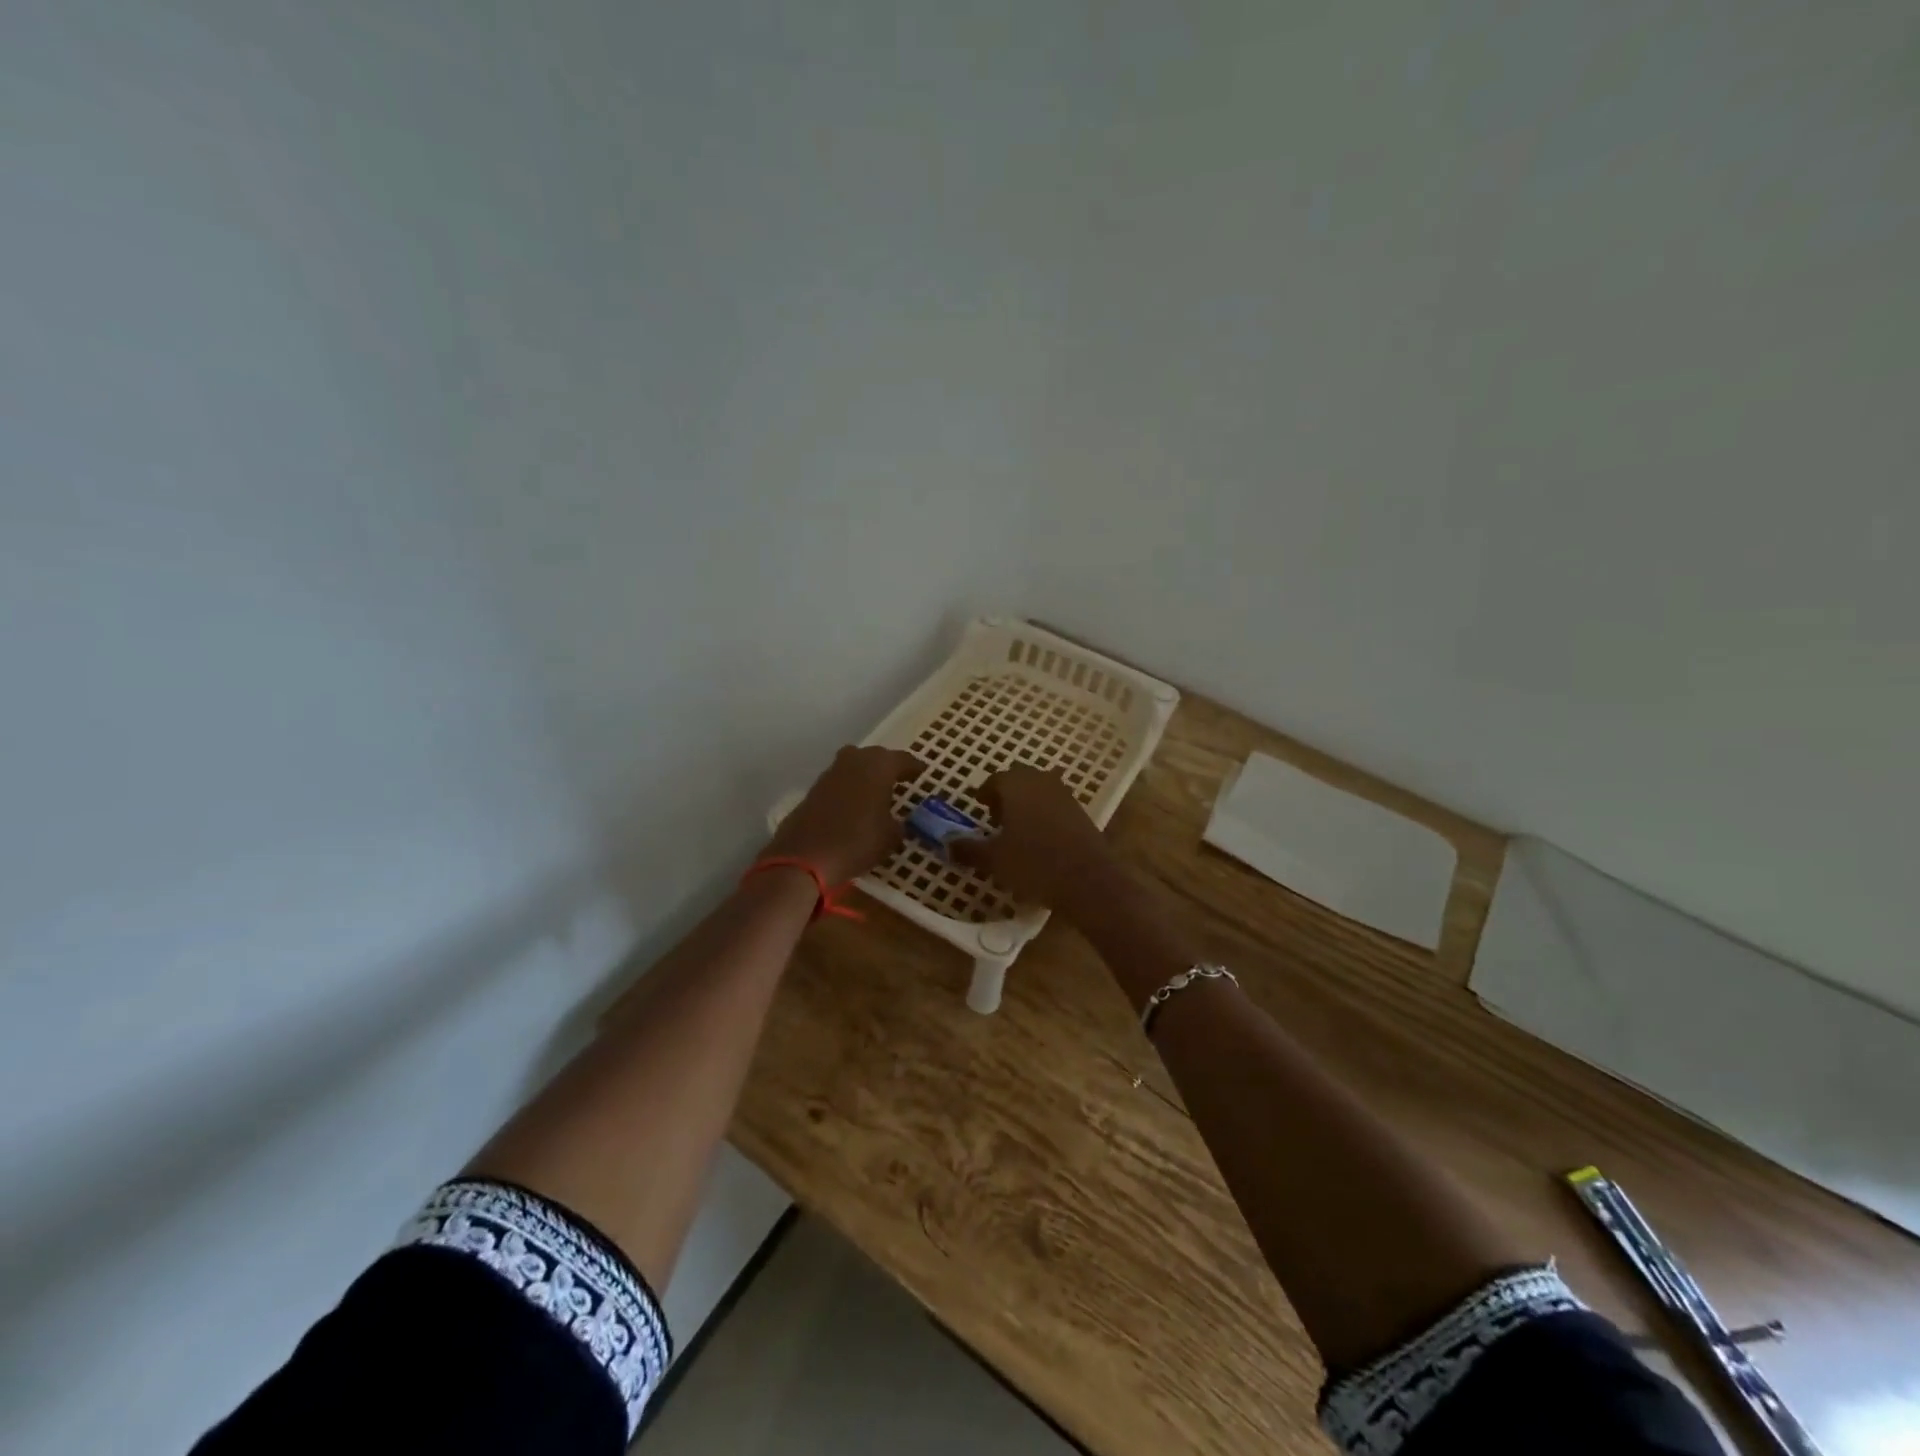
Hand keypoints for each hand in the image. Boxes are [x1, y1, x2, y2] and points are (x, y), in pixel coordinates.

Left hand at [763, 745, 925, 886]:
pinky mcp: (814, 788)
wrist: (805, 856)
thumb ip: (899, 825)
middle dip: (888, 767)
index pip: (903, 759)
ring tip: (878, 794)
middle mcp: (854, 760)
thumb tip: (898, 824)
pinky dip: (850, 789)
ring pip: (855, 766)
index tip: (922, 773)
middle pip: (876, 757)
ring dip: (867, 776)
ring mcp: (831, 772)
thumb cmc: (858, 841)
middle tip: (900, 781)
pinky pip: (840, 782)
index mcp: (879, 765)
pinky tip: (855, 805)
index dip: (914, 767)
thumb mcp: (891, 837)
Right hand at [950, 765, 1116, 909]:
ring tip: (1017, 831)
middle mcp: (1042, 782)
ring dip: (1027, 805)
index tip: (980, 806)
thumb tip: (947, 843)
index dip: (986, 793)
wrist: (1088, 881)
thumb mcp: (994, 859)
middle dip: (1007, 795)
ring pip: (1040, 792)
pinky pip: (1056, 806)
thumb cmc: (1033, 864)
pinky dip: (1045, 816)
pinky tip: (1041, 841)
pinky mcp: (1082, 814)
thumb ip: (968, 849)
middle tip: (996, 818)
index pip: (996, 779)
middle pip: (1020, 781)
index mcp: (1017, 785)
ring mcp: (1066, 796)